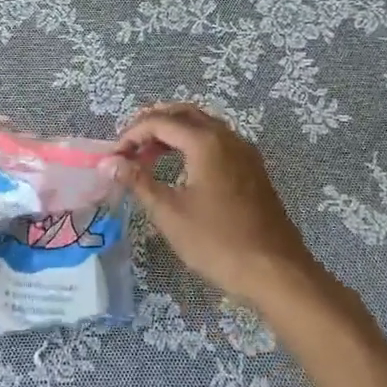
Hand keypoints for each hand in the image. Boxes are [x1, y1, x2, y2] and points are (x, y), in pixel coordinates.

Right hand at [115, 103, 328, 308]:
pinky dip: (193, 143)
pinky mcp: (253, 169)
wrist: (276, 272)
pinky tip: (182, 168)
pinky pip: (218, 141)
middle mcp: (227, 137)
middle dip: (153, 124)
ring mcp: (244, 152)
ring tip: (150, 156)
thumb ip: (138, 182)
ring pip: (203, 125)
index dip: (131, 135)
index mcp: (205, 142)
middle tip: (130, 147)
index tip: (114, 157)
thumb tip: (110, 163)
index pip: (159, 122)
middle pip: (183, 114)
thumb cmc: (218, 242)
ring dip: (174, 132)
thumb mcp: (170, 213)